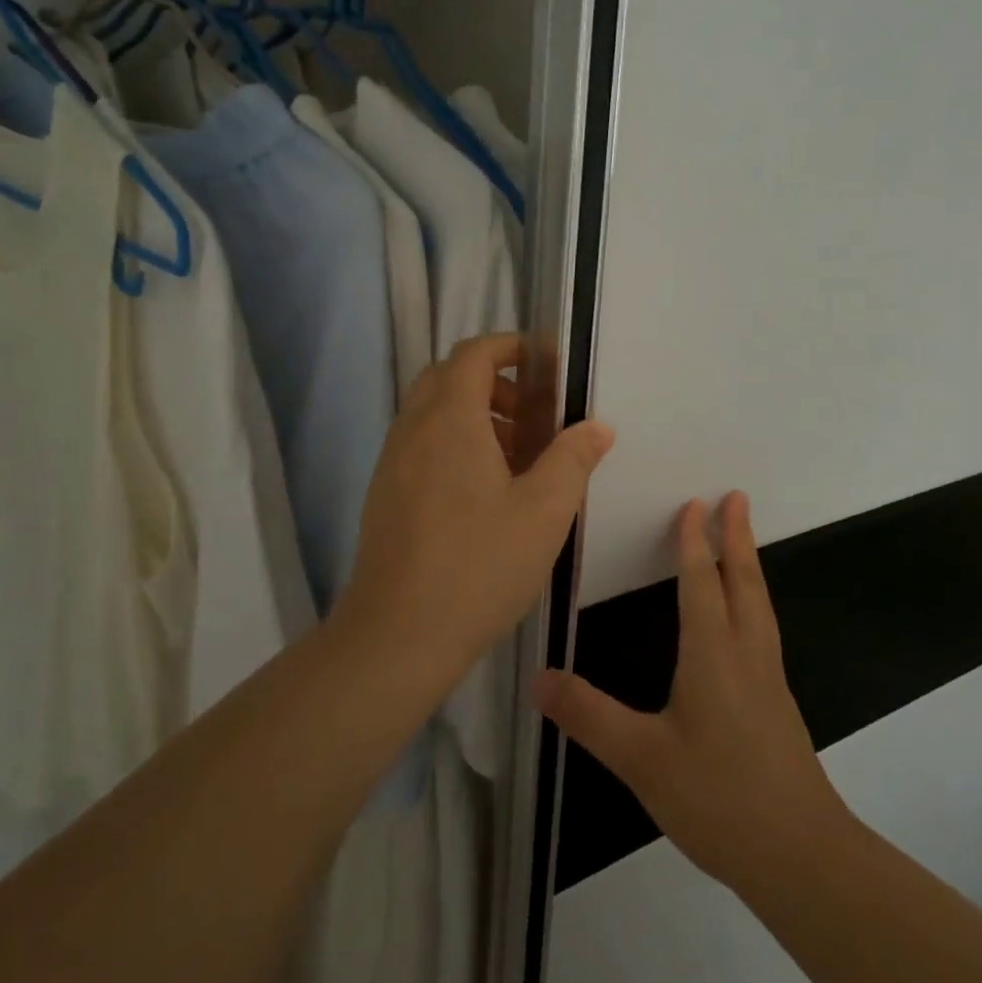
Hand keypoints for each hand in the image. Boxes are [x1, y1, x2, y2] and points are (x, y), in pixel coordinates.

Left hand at [336, 333, 614, 673]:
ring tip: (517, 458)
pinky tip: (483, 493)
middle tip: (533, 414)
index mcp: (450, 419)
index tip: (546, 364)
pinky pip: (421, 444)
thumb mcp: (544, 511)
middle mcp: (414, 429)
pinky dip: (453, 443)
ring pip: (432, 413)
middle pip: (448, 377)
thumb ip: (573, 459)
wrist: (397, 635)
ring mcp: (392, 462)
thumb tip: (597, 427)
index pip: (474, 354)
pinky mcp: (384, 494)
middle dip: (494, 383)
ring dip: (474, 416)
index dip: (510, 347)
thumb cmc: (478, 565)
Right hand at [534, 493, 852, 894]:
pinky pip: (764, 629)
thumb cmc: (719, 798)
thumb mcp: (642, 760)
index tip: (694, 504)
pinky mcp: (778, 704)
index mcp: (713, 655)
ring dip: (749, 564)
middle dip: (736, 537)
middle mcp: (746, 655)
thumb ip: (589, 716)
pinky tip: (747, 619)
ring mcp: (768, 679)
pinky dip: (754, 600)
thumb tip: (537, 677)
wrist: (800, 856)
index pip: (701, 583)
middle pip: (743, 582)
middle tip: (737, 497)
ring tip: (743, 541)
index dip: (694, 542)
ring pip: (760, 604)